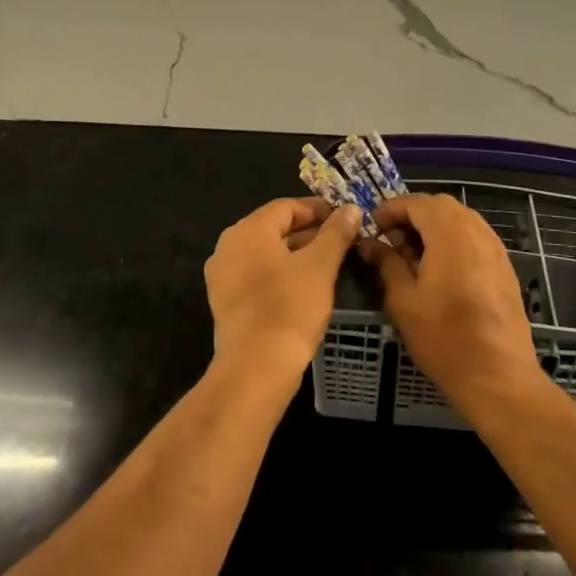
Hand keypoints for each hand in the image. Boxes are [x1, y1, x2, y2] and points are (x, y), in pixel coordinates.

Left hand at [205, 197, 361, 379]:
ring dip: (296, 253)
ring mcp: (223, 275)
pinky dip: (280, 273)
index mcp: (248, 230)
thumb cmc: (290, 308)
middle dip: (309, 232)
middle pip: (274, 227)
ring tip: (328, 263)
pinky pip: (256, 274)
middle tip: (341, 241)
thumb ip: (336, 232)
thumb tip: (352, 208)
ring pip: (265, 252)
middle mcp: (228, 246)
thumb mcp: (320, 266)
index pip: (287, 207)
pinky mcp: (225, 301)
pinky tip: (304, 286)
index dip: (318, 209)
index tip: (345, 219)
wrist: (256, 368)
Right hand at [362, 194, 541, 413]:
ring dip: (433, 226)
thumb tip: (369, 244)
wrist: (498, 376)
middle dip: (412, 215)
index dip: (390, 209)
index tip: (372, 228)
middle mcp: (476, 231)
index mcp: (450, 233)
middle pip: (440, 205)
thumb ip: (386, 263)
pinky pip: (474, 237)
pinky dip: (453, 240)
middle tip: (391, 240)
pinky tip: (439, 269)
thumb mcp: (403, 300)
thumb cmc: (444, 337)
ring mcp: (495, 248)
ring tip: (413, 255)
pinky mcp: (504, 266)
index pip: (416, 202)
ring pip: (460, 219)